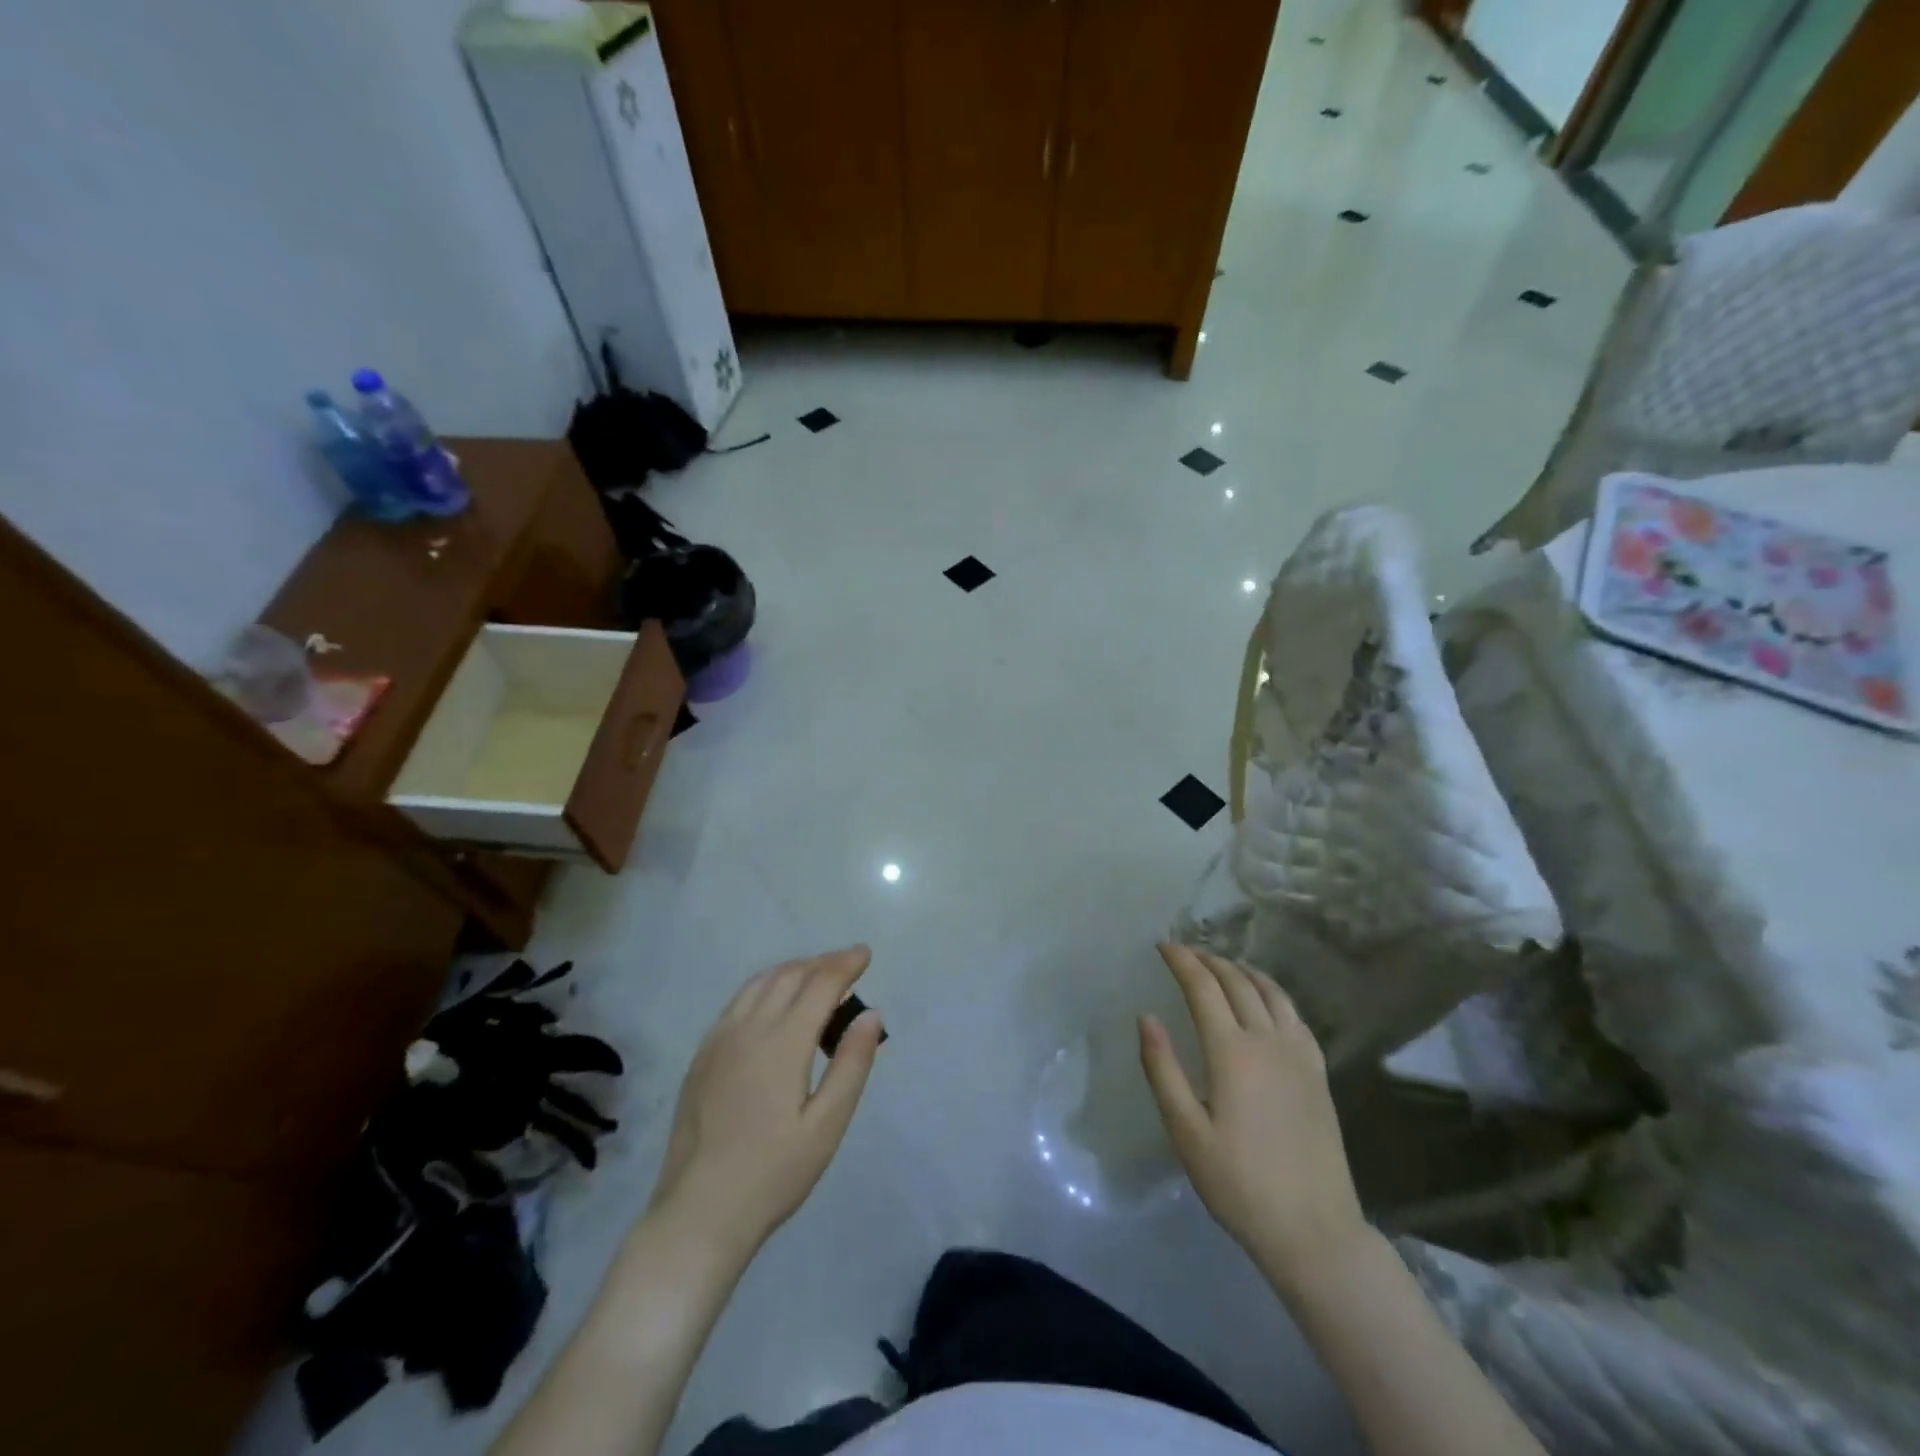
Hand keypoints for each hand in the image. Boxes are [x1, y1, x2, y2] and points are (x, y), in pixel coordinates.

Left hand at [648, 946, 884, 1256]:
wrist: (698, 1212)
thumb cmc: (773, 1174)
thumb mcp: (826, 1126)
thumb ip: (851, 1064)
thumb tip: (871, 1013)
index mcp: (782, 1043)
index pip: (820, 983)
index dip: (845, 964)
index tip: (866, 954)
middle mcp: (748, 1028)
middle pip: (789, 975)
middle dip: (822, 963)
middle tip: (848, 966)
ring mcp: (719, 1039)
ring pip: (760, 983)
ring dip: (793, 970)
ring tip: (817, 978)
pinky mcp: (702, 1055)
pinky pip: (738, 1001)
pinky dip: (765, 987)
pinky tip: (775, 1005)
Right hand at [1138, 943, 1367, 1291]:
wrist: (1315, 1231)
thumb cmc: (1239, 1184)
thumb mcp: (1186, 1132)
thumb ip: (1163, 1069)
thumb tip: (1146, 1017)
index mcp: (1232, 1053)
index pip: (1203, 988)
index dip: (1182, 961)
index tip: (1163, 945)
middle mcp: (1268, 1042)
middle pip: (1237, 983)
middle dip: (1209, 960)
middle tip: (1186, 952)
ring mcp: (1299, 1056)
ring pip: (1271, 993)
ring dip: (1243, 970)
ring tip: (1223, 965)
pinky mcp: (1318, 1074)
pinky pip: (1295, 1015)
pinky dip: (1274, 993)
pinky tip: (1266, 1000)